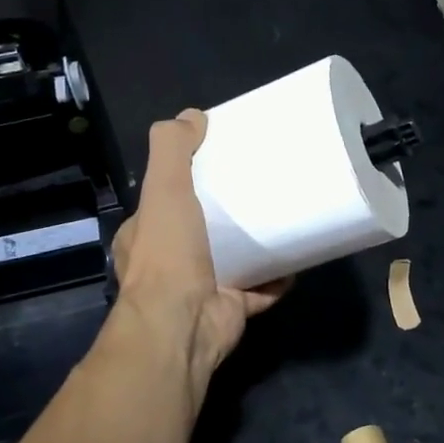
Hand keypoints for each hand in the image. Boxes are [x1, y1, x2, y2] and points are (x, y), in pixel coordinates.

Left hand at [111, 110, 287, 384]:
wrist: (182, 326)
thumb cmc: (168, 255)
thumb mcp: (164, 189)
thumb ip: (172, 149)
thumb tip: (192, 115)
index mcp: (145, 235)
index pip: (165, 200)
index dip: (188, 180)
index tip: (220, 162)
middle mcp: (170, 263)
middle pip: (203, 229)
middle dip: (228, 213)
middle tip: (260, 188)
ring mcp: (202, 288)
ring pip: (233, 259)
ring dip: (256, 244)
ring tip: (285, 218)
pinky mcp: (231, 308)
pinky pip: (260, 289)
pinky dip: (277, 277)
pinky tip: (298, 260)